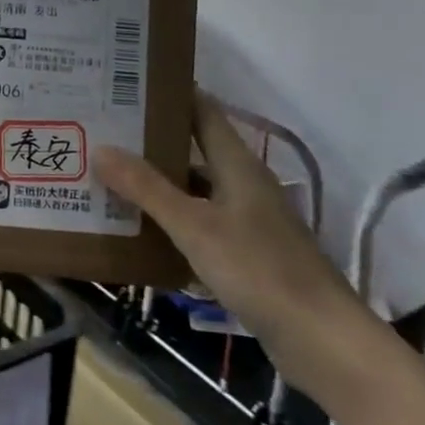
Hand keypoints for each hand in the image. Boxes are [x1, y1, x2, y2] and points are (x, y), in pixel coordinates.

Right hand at [93, 88, 382, 405]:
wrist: (323, 342)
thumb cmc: (260, 270)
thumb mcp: (195, 226)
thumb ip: (147, 189)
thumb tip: (101, 148)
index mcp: (237, 165)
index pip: (202, 110)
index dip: (169, 93)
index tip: (127, 82)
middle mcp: (243, 184)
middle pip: (192, 150)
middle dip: (149, 142)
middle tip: (101, 131)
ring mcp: (246, 221)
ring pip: (193, 191)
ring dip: (156, 185)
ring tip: (107, 177)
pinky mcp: (246, 255)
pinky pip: (199, 226)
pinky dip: (170, 223)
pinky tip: (137, 231)